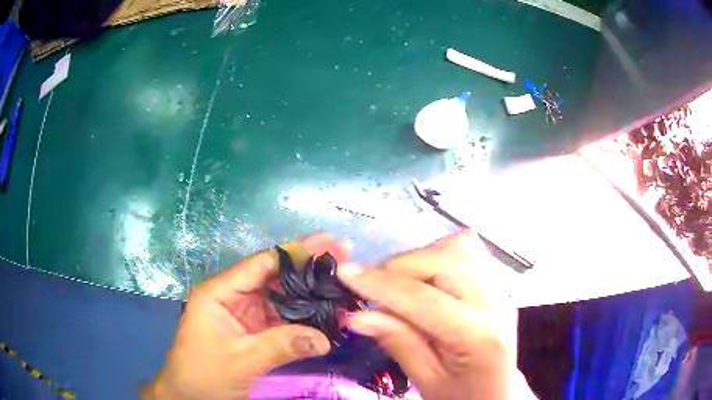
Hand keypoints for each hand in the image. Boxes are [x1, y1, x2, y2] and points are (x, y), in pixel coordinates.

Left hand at [143, 233, 350, 399]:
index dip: (295, 252)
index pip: (260, 265)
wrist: (190, 398)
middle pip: (276, 278)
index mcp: (220, 293)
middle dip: (310, 269)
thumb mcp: (239, 361)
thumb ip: (280, 346)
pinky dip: (307, 319)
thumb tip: (325, 339)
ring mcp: (247, 317)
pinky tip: (330, 314)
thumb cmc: (203, 376)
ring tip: (345, 284)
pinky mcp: (257, 334)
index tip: (328, 242)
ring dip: (313, 295)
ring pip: (284, 300)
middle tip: (345, 257)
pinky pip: (285, 321)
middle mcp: (235, 299)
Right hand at [337, 230, 533, 399]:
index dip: (380, 285)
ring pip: (456, 246)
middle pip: (444, 260)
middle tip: (371, 287)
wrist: (498, 392)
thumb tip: (355, 315)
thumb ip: (397, 342)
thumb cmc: (462, 395)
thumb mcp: (426, 381)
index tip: (344, 274)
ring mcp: (499, 287)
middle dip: (398, 268)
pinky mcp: (496, 282)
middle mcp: (495, 302)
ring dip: (418, 259)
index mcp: (479, 335)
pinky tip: (424, 276)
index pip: (424, 299)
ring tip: (396, 284)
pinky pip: (467, 249)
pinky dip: (438, 254)